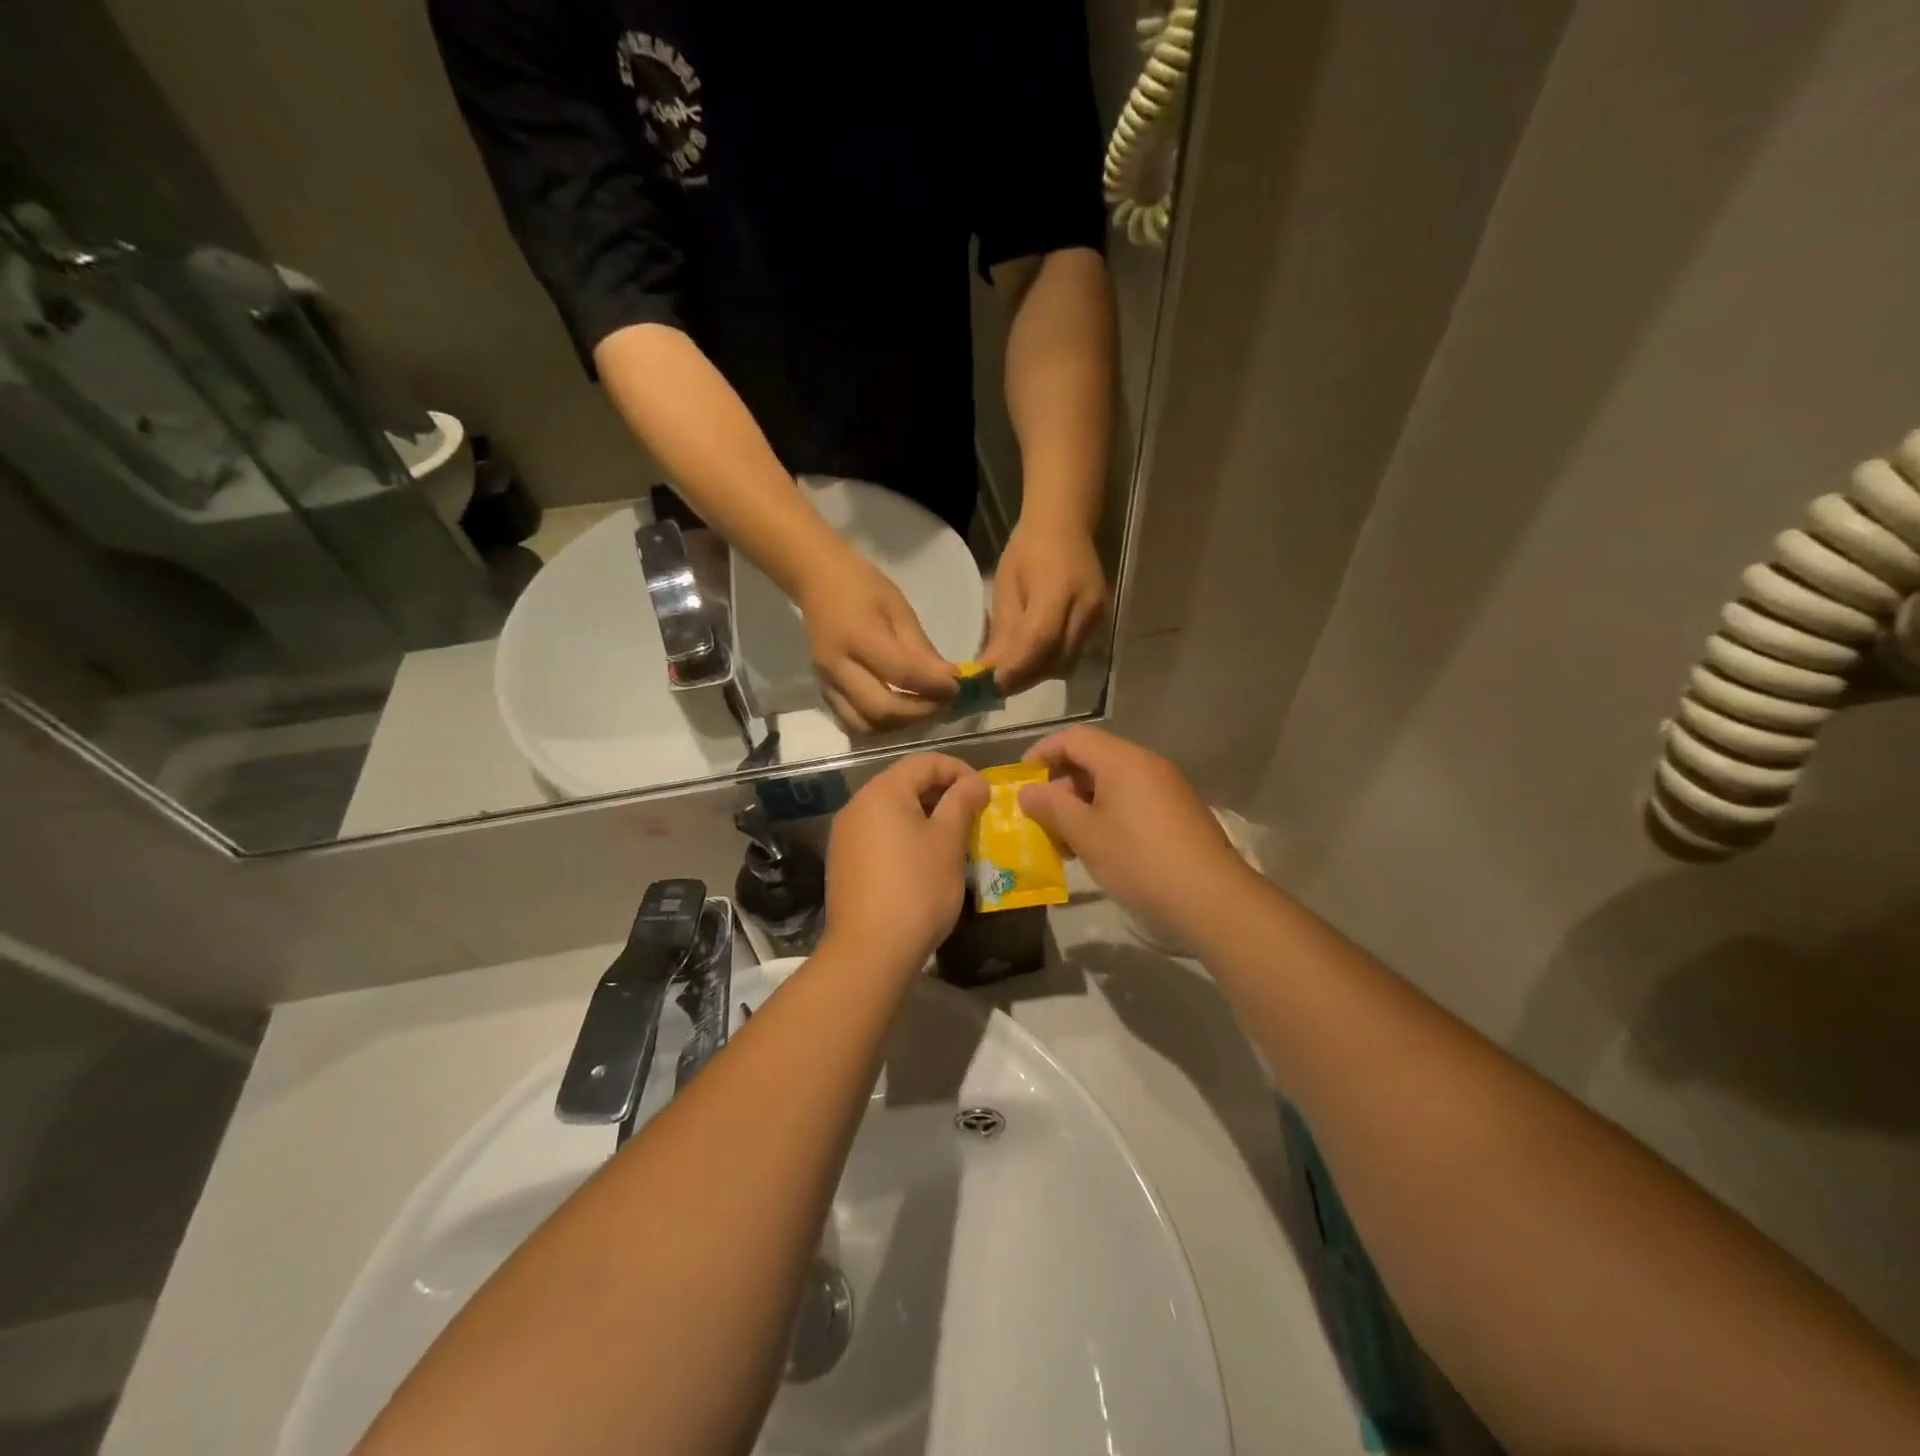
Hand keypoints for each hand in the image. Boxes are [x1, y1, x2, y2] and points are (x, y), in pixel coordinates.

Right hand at [799, 552, 956, 733]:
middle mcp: (838, 666)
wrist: (816, 580)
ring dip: (899, 725)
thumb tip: (948, 679)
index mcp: (858, 636)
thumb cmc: (862, 586)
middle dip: (920, 713)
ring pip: (865, 726)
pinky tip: (898, 712)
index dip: (935, 687)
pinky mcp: (823, 692)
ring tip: (921, 710)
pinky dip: (879, 725)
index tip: (957, 687)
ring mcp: (826, 683)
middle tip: (943, 704)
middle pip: (882, 710)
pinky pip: (852, 722)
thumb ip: (921, 649)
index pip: (903, 674)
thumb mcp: (899, 609)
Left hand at [823, 754, 989, 973]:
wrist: (870, 952)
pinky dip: (906, 836)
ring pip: (892, 810)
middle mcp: (857, 806)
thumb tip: (975, 782)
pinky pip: (880, 834)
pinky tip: (925, 861)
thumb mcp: (948, 842)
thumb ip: (962, 802)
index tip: (985, 794)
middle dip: (943, 793)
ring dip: (926, 816)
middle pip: (905, 783)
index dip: (959, 770)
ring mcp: (846, 835)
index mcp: (882, 792)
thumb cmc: (917, 889)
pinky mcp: (844, 862)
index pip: (925, 762)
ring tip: (954, 838)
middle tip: (974, 815)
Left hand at [980, 521, 1107, 694]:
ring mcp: (1097, 619)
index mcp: (1059, 590)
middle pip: (1055, 660)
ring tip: (1010, 675)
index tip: (990, 685)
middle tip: (994, 687)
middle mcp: (1086, 609)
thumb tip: (990, 672)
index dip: (1015, 668)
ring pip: (1065, 664)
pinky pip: (1072, 655)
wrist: (1065, 526)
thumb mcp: (1006, 587)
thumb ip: (1003, 632)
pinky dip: (1048, 664)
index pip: (1040, 640)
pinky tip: (1030, 661)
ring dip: (1036, 675)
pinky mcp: (1099, 624)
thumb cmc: (1027, 550)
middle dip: (1023, 678)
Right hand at [1018, 726, 1255, 941]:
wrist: (1211, 898)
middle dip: (1060, 786)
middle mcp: (1146, 764)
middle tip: (1040, 819)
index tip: (1020, 782)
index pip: (1073, 738)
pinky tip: (1097, 849)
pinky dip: (1106, 815)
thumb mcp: (1085, 834)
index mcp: (1122, 760)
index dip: (1041, 754)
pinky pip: (1131, 801)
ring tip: (1065, 842)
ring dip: (1081, 805)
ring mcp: (1166, 788)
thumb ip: (1052, 807)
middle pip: (1092, 759)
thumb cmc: (1139, 860)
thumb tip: (1027, 791)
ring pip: (1111, 784)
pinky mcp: (1177, 812)